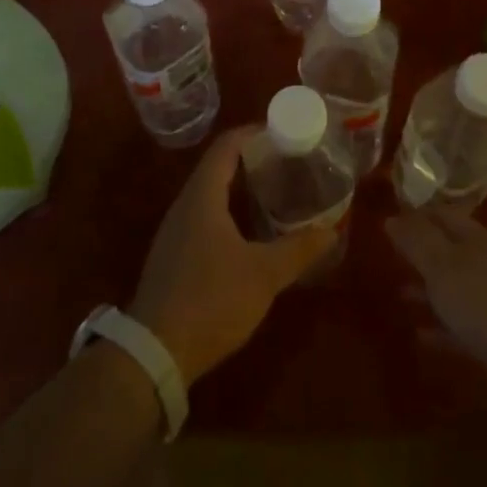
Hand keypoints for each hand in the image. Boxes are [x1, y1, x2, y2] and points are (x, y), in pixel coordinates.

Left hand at [130, 127, 335, 382]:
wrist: (155, 353)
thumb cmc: (211, 300)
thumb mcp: (263, 274)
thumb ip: (298, 249)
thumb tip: (331, 229)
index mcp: (203, 196)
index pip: (227, 146)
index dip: (254, 133)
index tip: (284, 133)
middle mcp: (184, 205)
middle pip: (218, 167)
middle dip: (252, 160)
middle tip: (287, 163)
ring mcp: (175, 231)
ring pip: (210, 194)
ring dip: (239, 187)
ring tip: (274, 193)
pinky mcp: (173, 256)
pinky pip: (203, 217)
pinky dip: (228, 211)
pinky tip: (249, 233)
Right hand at [386, 206, 486, 421]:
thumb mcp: (443, 266)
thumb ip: (416, 242)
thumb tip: (391, 216)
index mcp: (475, 240)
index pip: (441, 215)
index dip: (416, 213)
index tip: (387, 215)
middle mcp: (484, 265)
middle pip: (447, 251)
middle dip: (419, 252)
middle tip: (386, 253)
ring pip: (452, 289)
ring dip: (427, 290)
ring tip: (396, 294)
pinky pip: (459, 328)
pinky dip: (440, 328)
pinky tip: (419, 335)